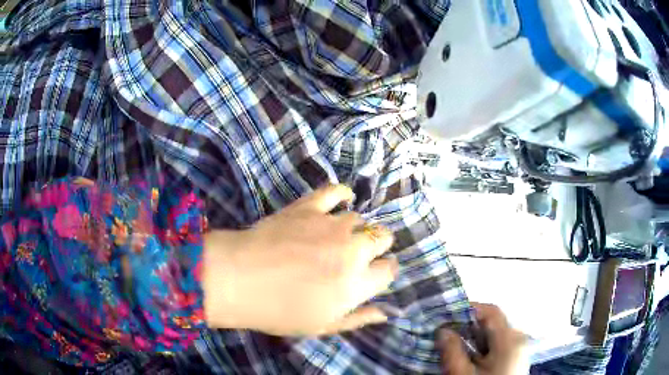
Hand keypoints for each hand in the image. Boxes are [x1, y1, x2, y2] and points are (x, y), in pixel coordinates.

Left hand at [203, 185, 397, 335]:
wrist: (239, 280)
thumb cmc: (279, 312)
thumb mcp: (323, 326)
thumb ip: (359, 318)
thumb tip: (387, 312)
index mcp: (357, 283)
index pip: (389, 270)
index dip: (385, 270)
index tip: (376, 273)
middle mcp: (352, 251)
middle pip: (382, 238)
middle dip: (377, 246)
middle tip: (359, 255)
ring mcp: (331, 225)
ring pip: (360, 219)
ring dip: (356, 228)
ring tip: (339, 237)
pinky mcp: (309, 207)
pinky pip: (335, 192)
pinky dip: (342, 194)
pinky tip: (343, 199)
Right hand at [438, 303, 529, 374]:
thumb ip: (452, 351)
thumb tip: (442, 330)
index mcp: (510, 339)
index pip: (491, 311)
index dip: (468, 308)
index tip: (446, 315)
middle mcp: (518, 338)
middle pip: (492, 323)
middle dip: (467, 326)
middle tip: (444, 332)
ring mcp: (518, 348)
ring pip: (493, 335)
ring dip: (472, 337)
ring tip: (451, 344)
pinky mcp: (514, 358)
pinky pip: (496, 345)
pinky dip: (480, 346)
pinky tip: (466, 355)